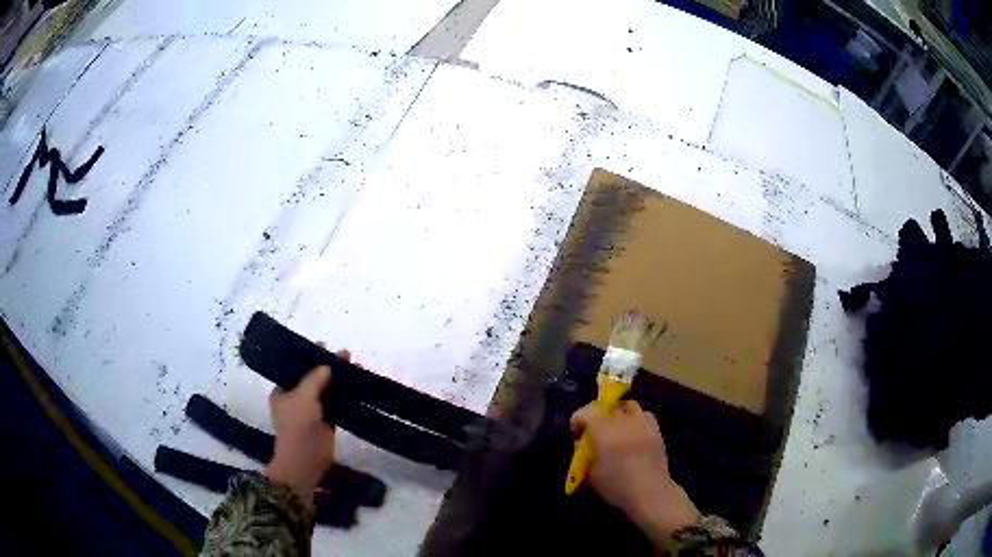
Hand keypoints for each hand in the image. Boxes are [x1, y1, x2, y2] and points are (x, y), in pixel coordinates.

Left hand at [265, 349, 349, 505]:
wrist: (305, 461)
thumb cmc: (297, 426)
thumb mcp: (302, 398)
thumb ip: (314, 379)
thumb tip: (327, 366)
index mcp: (282, 390)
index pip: (295, 368)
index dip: (308, 356)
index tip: (323, 346)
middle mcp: (296, 398)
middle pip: (313, 377)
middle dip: (328, 366)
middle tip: (344, 354)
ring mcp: (313, 410)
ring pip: (327, 389)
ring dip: (340, 379)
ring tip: (355, 365)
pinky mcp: (328, 421)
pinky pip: (338, 403)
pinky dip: (347, 395)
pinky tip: (358, 385)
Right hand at [571, 400, 699, 544]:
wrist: (649, 492)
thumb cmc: (616, 486)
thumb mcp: (591, 475)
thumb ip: (583, 455)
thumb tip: (581, 442)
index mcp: (604, 432)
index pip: (587, 412)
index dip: (578, 419)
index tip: (576, 432)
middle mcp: (623, 422)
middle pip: (606, 406)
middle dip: (595, 413)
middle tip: (592, 428)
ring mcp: (642, 424)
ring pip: (628, 405)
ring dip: (617, 411)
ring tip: (614, 425)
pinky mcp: (656, 430)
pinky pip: (645, 414)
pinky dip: (636, 417)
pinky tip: (633, 429)